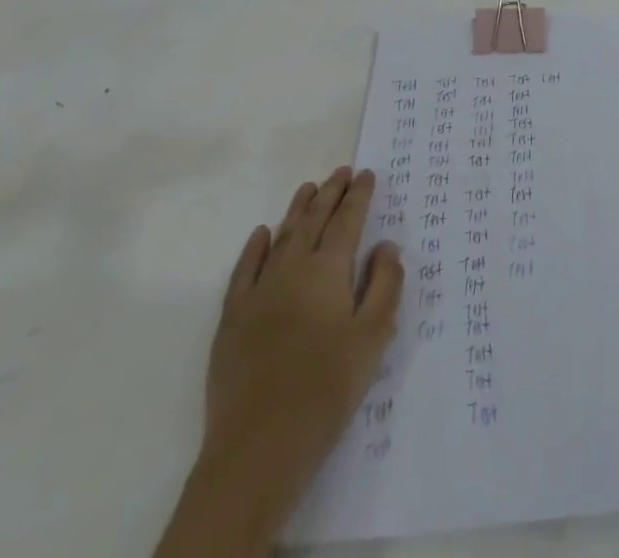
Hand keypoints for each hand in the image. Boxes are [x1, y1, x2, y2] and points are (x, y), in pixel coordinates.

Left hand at [155, 168, 403, 557]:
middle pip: (313, 220)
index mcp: (328, 271)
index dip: (359, 195)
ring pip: (281, 237)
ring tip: (310, 188)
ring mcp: (258, 292)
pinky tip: (262, 233)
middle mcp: (292, 269)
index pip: (347, 221)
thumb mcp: (373, 337)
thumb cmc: (326, 389)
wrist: (258, 447)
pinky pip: (244, 270)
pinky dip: (255, 247)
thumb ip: (384, 285)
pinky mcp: (232, 320)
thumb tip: (386, 246)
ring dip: (297, 210)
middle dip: (330, 193)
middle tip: (342, 171)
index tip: (367, 173)